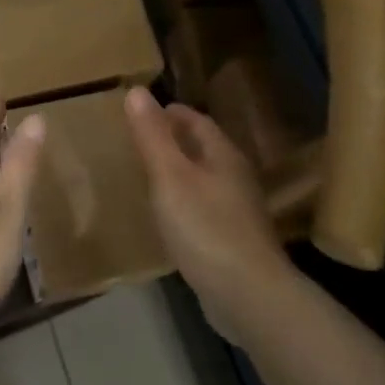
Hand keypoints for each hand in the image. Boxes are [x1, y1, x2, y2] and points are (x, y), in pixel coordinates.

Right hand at [124, 86, 285, 320]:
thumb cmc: (205, 228)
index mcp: (223, 155)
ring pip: (204, 178)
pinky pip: (204, 208)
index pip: (196, 121)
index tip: (141, 111)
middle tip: (138, 140)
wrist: (246, 294)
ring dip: (179, 172)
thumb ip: (152, 136)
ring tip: (147, 174)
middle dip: (173, 140)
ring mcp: (237, 211)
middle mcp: (235, 177)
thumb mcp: (170, 177)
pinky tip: (167, 215)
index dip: (169, 113)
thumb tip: (137, 91)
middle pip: (202, 148)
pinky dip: (184, 201)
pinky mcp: (232, 240)